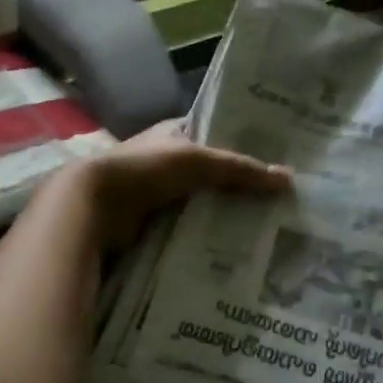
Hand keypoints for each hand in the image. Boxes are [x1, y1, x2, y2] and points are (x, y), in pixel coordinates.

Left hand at [78, 119, 289, 250]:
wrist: (94, 206)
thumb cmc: (145, 170)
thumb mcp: (198, 161)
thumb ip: (241, 169)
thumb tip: (288, 179)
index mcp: (175, 134)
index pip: (217, 134)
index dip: (245, 144)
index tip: (278, 160)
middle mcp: (167, 161)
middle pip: (212, 173)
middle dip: (240, 186)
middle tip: (281, 202)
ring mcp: (159, 194)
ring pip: (201, 203)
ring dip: (225, 214)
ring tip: (267, 229)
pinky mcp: (153, 224)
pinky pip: (188, 228)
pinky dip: (207, 236)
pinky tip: (235, 248)